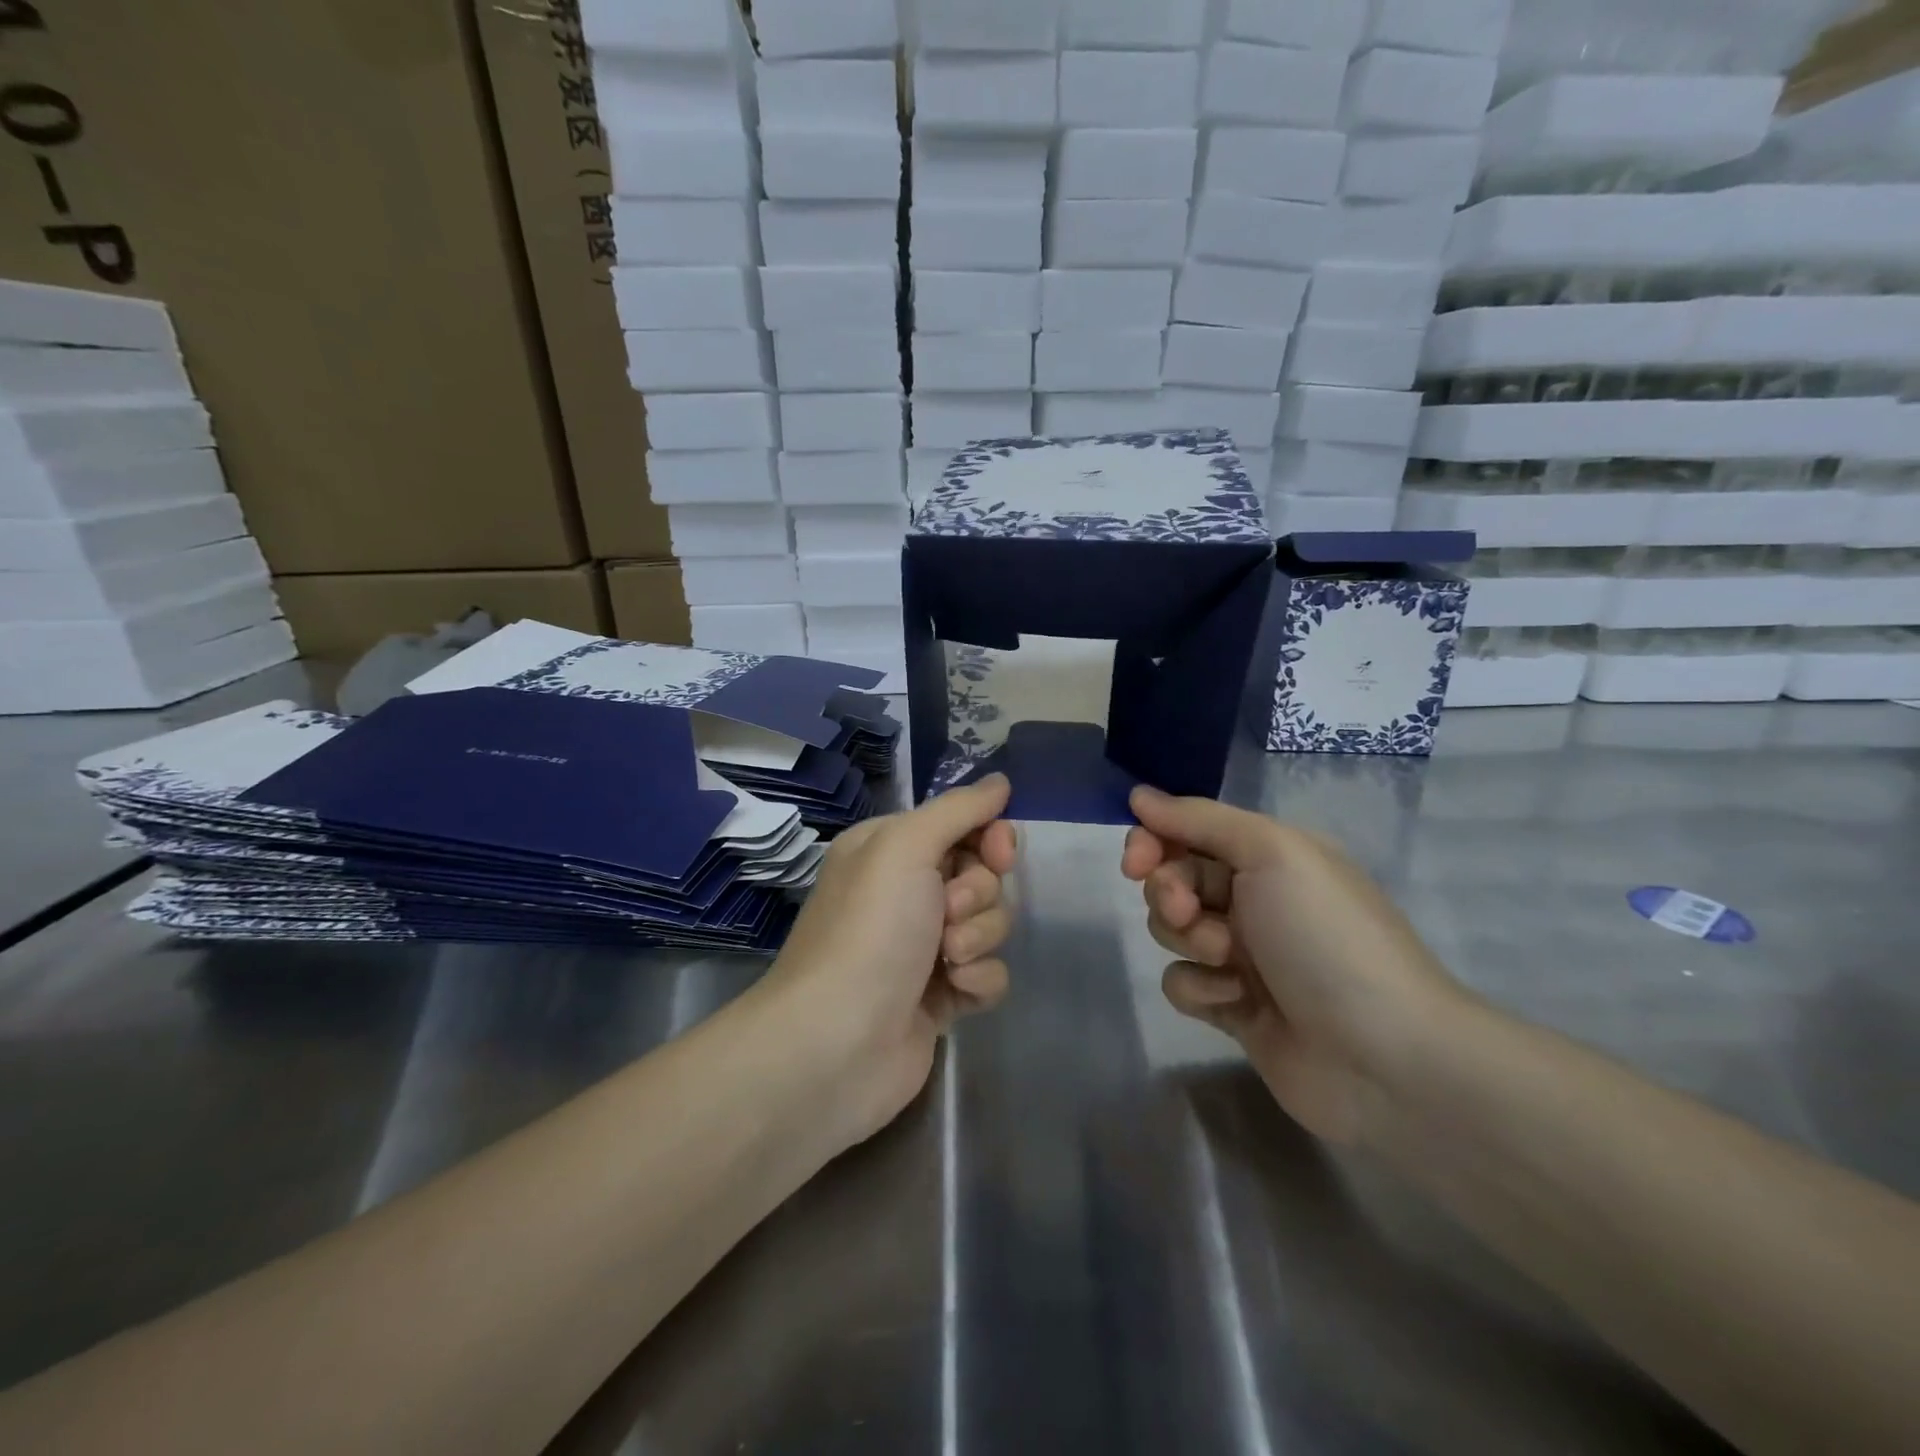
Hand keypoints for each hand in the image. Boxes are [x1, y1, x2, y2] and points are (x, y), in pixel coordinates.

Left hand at [763, 774, 1018, 1146]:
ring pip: (991, 924)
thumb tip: (1000, 781)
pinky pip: (989, 972)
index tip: (999, 853)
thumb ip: (958, 810)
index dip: (990, 837)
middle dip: (978, 894)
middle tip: (947, 914)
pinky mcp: (941, 996)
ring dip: (977, 938)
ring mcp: (924, 947)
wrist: (836, 1042)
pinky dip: (978, 980)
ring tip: (945, 960)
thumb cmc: (870, 930)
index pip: (963, 826)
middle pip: (983, 875)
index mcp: (891, 850)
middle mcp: (906, 893)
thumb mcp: (905, 847)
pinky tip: (952, 994)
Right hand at [1121, 785, 1469, 1144]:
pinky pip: (1183, 982)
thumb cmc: (1326, 936)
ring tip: (1229, 963)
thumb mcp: (1272, 852)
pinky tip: (1235, 1003)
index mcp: (1269, 855)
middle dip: (1170, 893)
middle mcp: (1254, 898)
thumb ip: (1200, 819)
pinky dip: (1200, 989)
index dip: (1153, 841)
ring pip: (1172, 931)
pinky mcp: (1232, 1007)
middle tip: (1189, 912)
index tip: (1136, 862)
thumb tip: (1139, 795)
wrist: (1383, 1057)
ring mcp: (1243, 955)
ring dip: (1188, 941)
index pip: (1188, 830)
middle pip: (1173, 879)